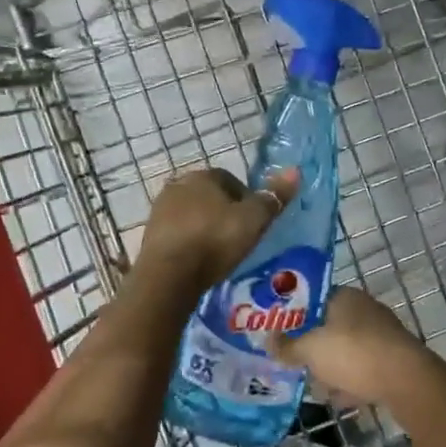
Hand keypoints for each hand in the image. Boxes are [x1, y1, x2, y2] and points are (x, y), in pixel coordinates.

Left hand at [137, 167, 298, 296]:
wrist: (169, 275)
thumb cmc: (215, 241)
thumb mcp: (253, 220)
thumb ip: (273, 197)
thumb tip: (295, 171)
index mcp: (203, 176)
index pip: (231, 181)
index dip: (246, 200)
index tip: (254, 223)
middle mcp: (178, 185)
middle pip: (210, 196)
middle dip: (224, 213)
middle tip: (239, 238)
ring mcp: (160, 210)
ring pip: (192, 214)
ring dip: (205, 227)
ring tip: (219, 252)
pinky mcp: (149, 234)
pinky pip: (177, 233)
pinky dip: (189, 242)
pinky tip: (199, 260)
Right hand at [271, 286, 430, 406]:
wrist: (406, 381)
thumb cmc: (353, 354)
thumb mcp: (311, 350)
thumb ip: (288, 346)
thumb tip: (269, 341)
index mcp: (345, 297)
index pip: (315, 299)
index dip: (297, 316)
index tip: (282, 334)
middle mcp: (366, 309)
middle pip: (332, 326)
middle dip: (315, 346)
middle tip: (297, 363)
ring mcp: (383, 334)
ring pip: (349, 349)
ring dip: (333, 367)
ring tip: (316, 386)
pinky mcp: (395, 359)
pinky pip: (365, 368)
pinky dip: (352, 381)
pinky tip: (341, 399)